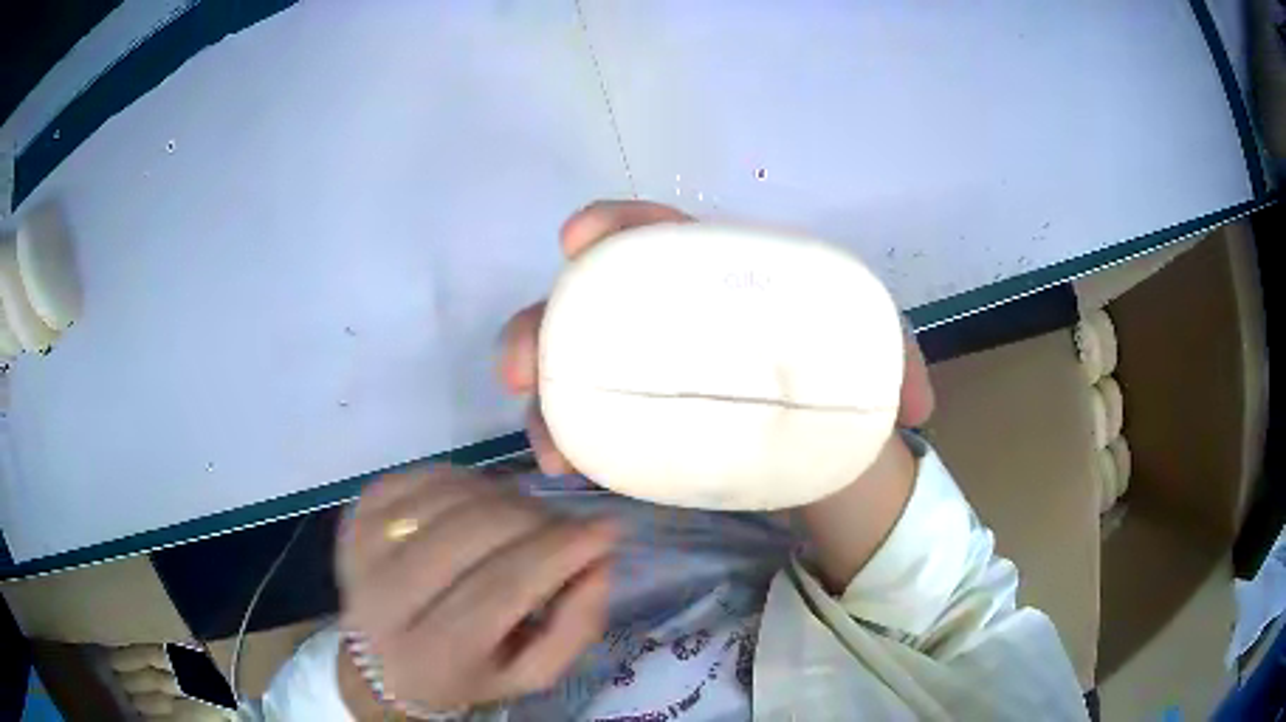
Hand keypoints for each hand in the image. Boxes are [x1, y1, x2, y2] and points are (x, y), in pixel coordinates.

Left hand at [336, 466, 617, 714]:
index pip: (501, 587)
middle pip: (472, 533)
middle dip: (536, 518)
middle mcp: (384, 601)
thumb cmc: (467, 671)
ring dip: (503, 495)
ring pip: (449, 496)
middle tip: (565, 524)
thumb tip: (600, 559)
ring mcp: (362, 549)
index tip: (606, 528)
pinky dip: (466, 479)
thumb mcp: (531, 673)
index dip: (558, 551)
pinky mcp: (355, 515)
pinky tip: (481, 501)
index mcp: (432, 654)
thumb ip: (576, 627)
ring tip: (524, 517)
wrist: (384, 660)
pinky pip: (422, 476)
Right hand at [498, 199, 934, 476]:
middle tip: (525, 366)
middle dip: (543, 321)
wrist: (813, 452)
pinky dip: (564, 437)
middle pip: (588, 301)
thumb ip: (897, 363)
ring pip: (570, 364)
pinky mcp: (634, 419)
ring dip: (544, 397)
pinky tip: (566, 468)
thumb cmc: (834, 387)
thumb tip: (917, 403)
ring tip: (549, 448)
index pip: (658, 235)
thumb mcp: (872, 363)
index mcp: (718, 281)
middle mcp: (667, 318)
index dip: (613, 225)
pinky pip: (583, 419)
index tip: (579, 239)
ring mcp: (643, 370)